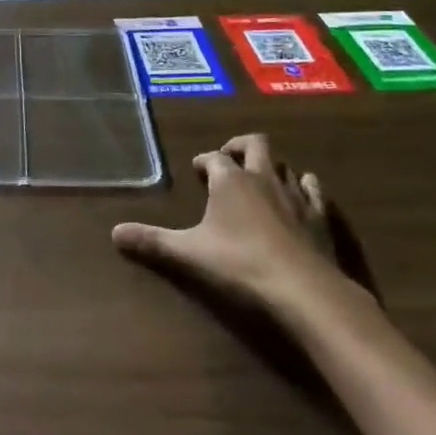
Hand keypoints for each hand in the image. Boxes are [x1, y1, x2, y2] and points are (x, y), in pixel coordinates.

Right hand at [112, 133, 347, 317]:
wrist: (303, 289)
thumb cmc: (240, 263)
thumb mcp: (188, 253)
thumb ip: (152, 241)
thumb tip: (114, 233)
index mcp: (230, 180)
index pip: (214, 157)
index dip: (204, 161)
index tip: (196, 169)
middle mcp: (263, 178)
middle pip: (255, 145)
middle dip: (240, 147)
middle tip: (229, 158)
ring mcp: (295, 195)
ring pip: (285, 166)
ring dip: (272, 167)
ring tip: (262, 179)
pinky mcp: (321, 216)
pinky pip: (314, 190)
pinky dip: (306, 187)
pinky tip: (302, 195)